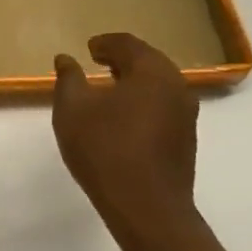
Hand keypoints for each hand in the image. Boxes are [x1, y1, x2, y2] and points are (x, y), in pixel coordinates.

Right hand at [53, 33, 199, 222]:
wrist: (146, 207)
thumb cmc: (105, 149)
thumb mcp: (72, 109)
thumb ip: (68, 79)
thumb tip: (65, 59)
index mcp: (152, 71)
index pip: (128, 44)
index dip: (105, 43)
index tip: (88, 48)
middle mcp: (176, 86)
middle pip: (148, 62)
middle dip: (122, 60)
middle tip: (98, 63)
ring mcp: (186, 115)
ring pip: (157, 87)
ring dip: (133, 83)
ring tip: (107, 91)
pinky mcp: (185, 140)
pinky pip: (161, 108)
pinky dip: (142, 103)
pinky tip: (122, 119)